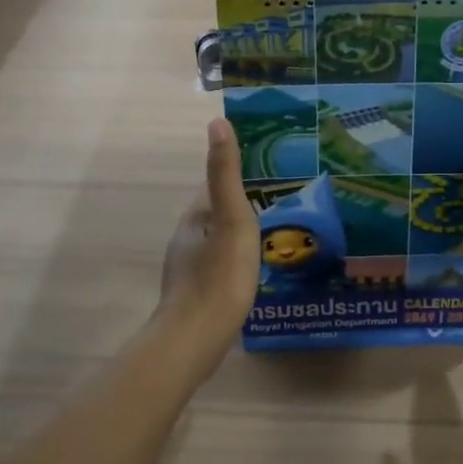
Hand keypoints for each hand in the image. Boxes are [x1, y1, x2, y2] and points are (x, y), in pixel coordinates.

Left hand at [156, 118, 261, 357]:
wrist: (195, 341)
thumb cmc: (218, 277)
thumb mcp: (231, 220)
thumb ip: (225, 175)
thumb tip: (217, 122)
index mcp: (193, 221)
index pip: (213, 189)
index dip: (236, 179)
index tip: (267, 176)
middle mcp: (185, 242)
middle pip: (214, 216)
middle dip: (240, 209)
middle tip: (277, 208)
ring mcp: (188, 272)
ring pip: (216, 244)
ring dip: (237, 238)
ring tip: (270, 240)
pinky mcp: (195, 297)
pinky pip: (217, 269)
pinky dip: (234, 264)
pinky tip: (251, 275)